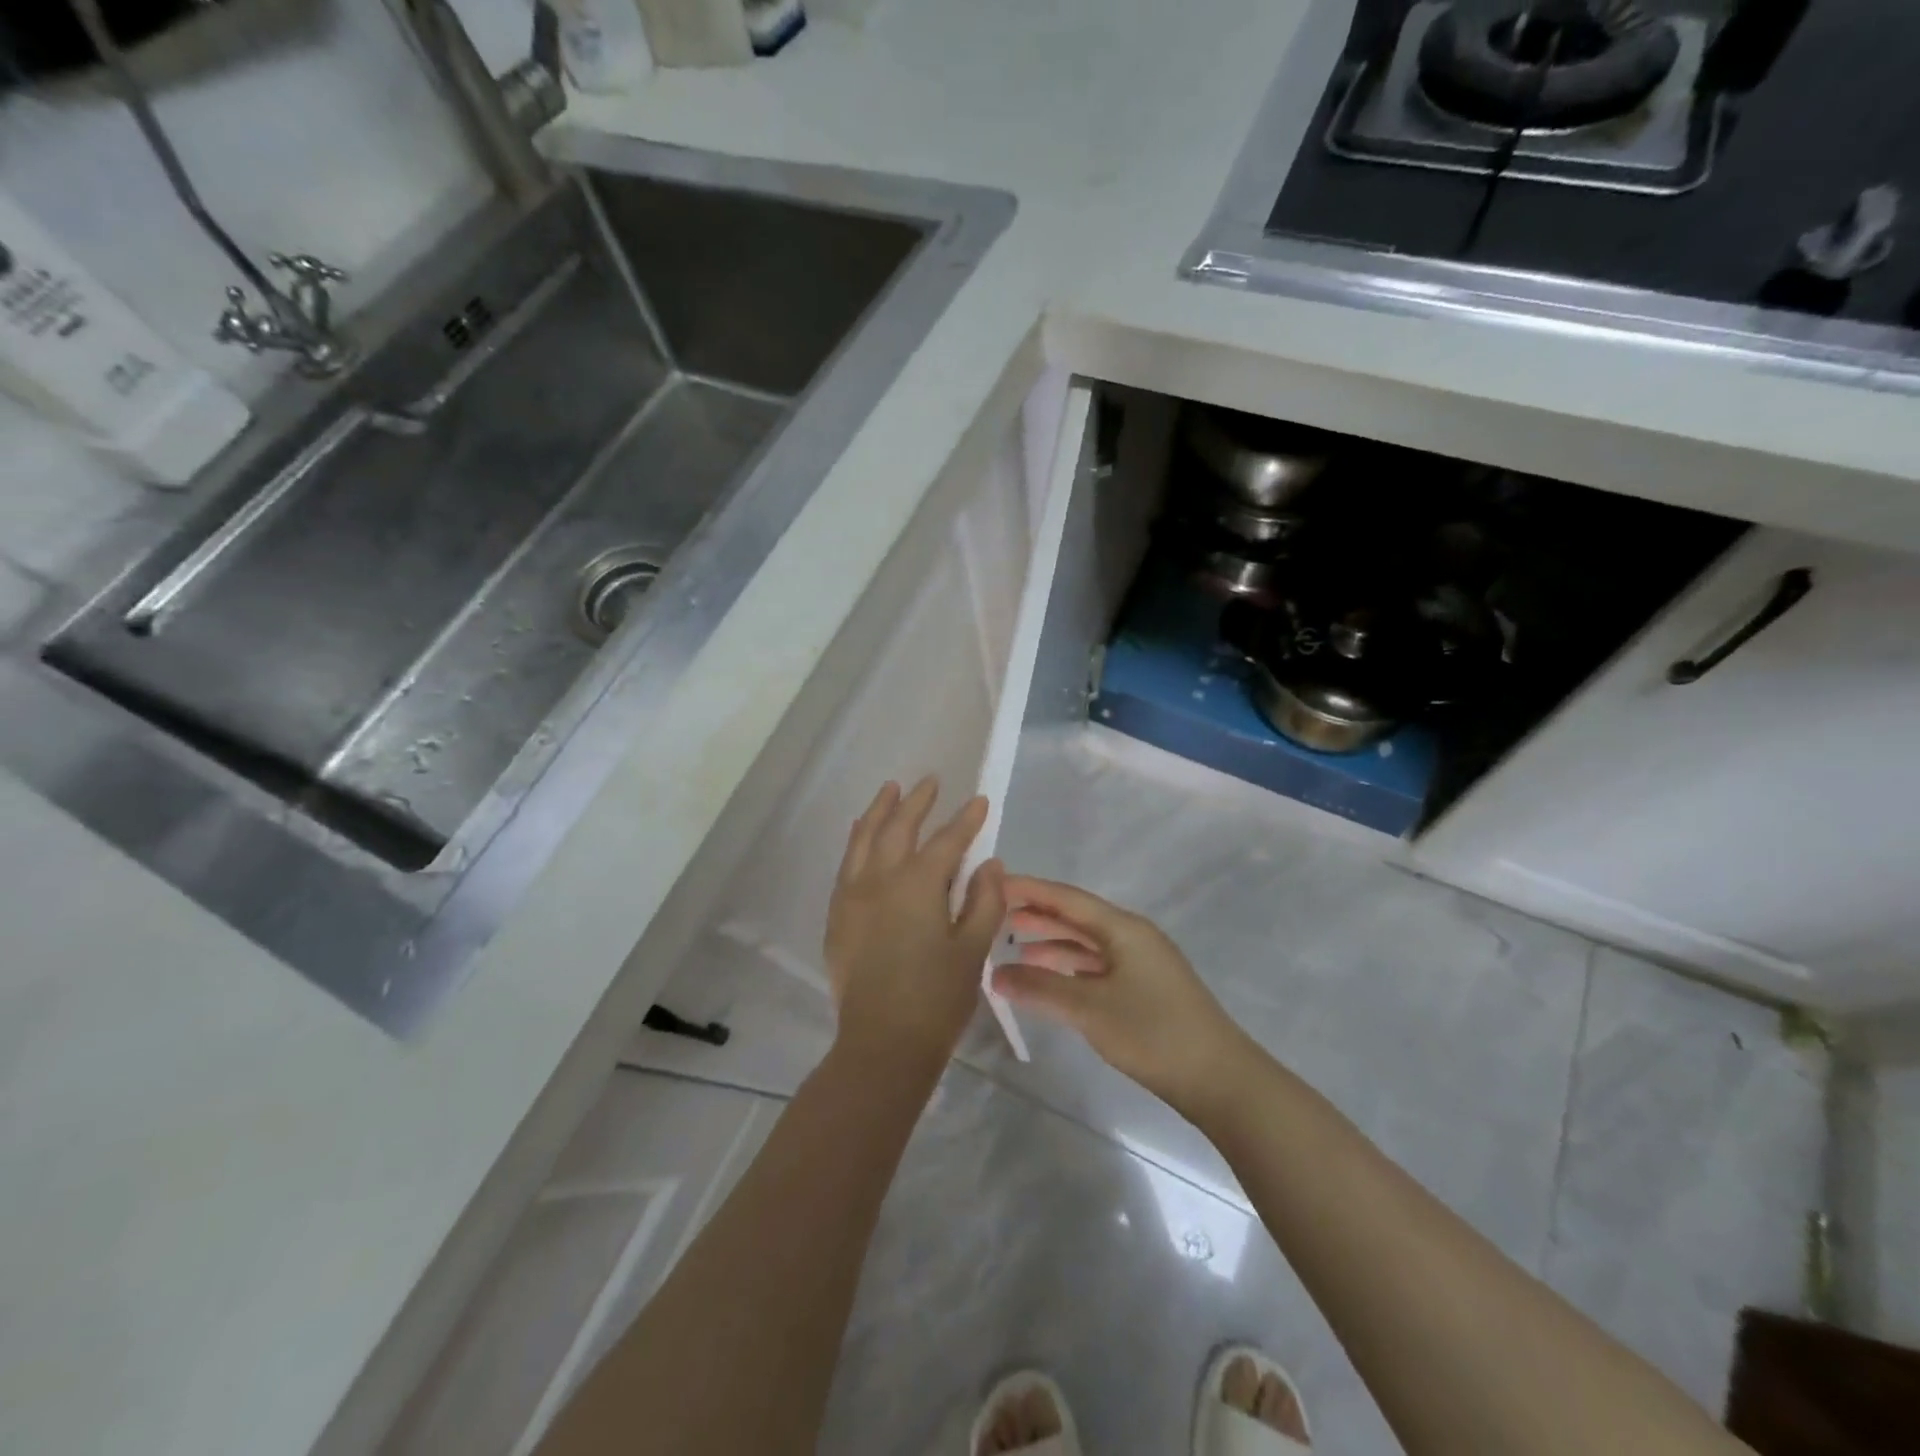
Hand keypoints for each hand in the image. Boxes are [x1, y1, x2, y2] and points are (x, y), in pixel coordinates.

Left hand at [824, 778, 1005, 1072]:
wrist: (882, 1043)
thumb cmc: (937, 998)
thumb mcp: (972, 950)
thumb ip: (984, 901)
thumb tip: (989, 865)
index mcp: (917, 885)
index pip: (947, 841)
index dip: (966, 820)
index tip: (978, 800)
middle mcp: (880, 880)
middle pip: (899, 828)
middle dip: (917, 802)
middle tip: (930, 781)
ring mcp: (853, 896)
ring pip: (864, 839)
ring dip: (879, 811)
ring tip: (890, 790)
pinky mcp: (839, 916)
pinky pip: (846, 865)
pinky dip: (856, 841)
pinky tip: (862, 835)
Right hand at [992, 876, 1255, 1115]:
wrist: (1220, 1079)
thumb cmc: (1153, 1033)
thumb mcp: (1089, 1009)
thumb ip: (1040, 988)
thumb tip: (995, 974)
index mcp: (1123, 928)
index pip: (1067, 898)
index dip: (1029, 889)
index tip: (993, 884)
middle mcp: (1132, 936)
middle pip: (1076, 917)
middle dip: (1037, 914)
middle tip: (995, 915)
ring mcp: (1140, 963)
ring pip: (1086, 943)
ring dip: (1051, 943)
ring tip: (1013, 948)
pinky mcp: (1144, 989)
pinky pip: (1097, 966)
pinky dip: (1069, 967)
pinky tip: (1049, 978)